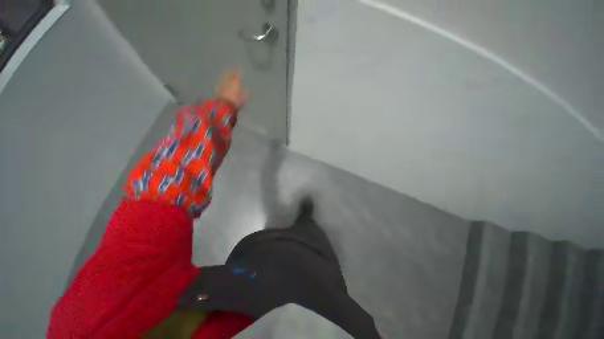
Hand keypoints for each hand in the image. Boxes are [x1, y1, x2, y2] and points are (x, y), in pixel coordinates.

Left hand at [216, 67, 248, 110]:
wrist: (223, 106)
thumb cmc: (235, 103)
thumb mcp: (243, 100)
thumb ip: (245, 94)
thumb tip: (248, 90)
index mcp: (235, 83)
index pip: (237, 75)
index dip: (238, 70)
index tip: (239, 66)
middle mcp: (228, 82)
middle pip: (229, 74)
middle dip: (230, 71)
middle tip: (231, 68)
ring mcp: (221, 85)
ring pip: (224, 78)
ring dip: (225, 75)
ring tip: (226, 73)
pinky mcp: (217, 89)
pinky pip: (220, 83)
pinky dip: (222, 81)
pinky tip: (221, 81)